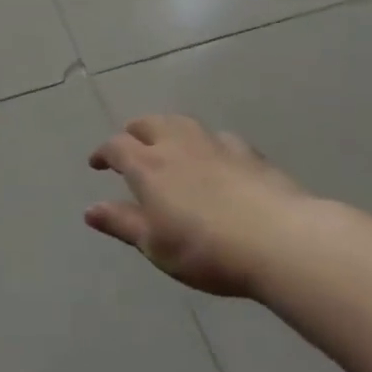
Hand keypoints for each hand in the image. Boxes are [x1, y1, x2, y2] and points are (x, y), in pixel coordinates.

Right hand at [87, 115, 315, 297]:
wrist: (281, 241)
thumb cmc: (206, 248)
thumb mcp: (155, 244)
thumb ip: (122, 223)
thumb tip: (90, 209)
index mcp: (148, 166)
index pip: (116, 146)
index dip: (103, 152)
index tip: (97, 163)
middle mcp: (177, 145)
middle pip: (149, 123)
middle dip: (134, 131)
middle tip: (130, 145)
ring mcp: (215, 145)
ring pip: (183, 123)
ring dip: (168, 128)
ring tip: (167, 142)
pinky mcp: (249, 154)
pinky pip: (219, 138)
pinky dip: (206, 143)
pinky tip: (215, 157)